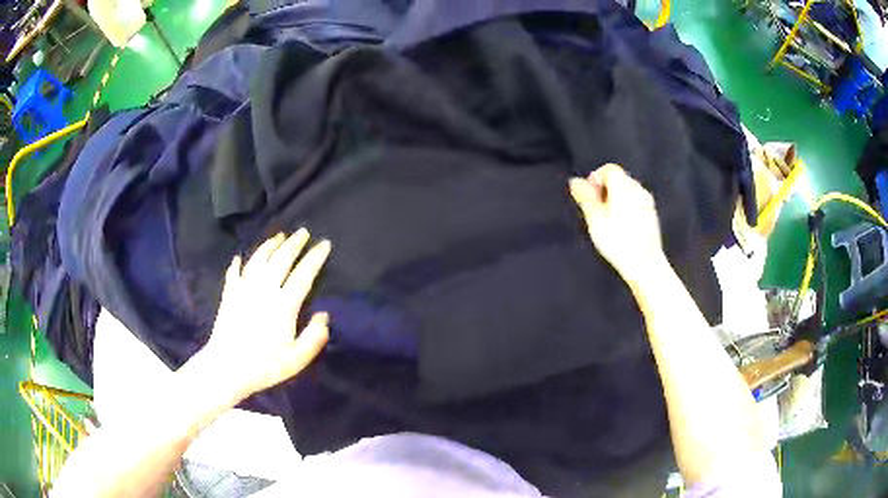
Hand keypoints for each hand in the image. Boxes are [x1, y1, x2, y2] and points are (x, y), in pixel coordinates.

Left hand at [202, 230, 332, 400]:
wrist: (226, 368)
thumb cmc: (264, 366)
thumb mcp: (297, 360)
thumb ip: (314, 337)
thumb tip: (324, 315)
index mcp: (283, 305)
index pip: (303, 275)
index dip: (315, 258)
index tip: (324, 243)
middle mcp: (264, 290)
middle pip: (281, 259)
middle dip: (294, 244)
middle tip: (303, 232)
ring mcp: (244, 289)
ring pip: (258, 259)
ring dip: (270, 246)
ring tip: (279, 236)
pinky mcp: (229, 295)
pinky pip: (234, 272)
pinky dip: (238, 263)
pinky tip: (240, 257)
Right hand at [569, 163, 665, 284]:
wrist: (645, 263)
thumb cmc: (618, 241)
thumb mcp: (594, 218)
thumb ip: (584, 197)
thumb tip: (575, 181)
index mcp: (623, 186)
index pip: (609, 169)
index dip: (596, 178)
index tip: (589, 195)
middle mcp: (637, 189)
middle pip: (619, 179)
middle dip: (606, 189)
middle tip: (596, 209)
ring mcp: (647, 202)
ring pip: (628, 191)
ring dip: (616, 199)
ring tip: (607, 220)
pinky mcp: (651, 215)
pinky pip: (636, 203)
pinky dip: (626, 208)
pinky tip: (621, 227)